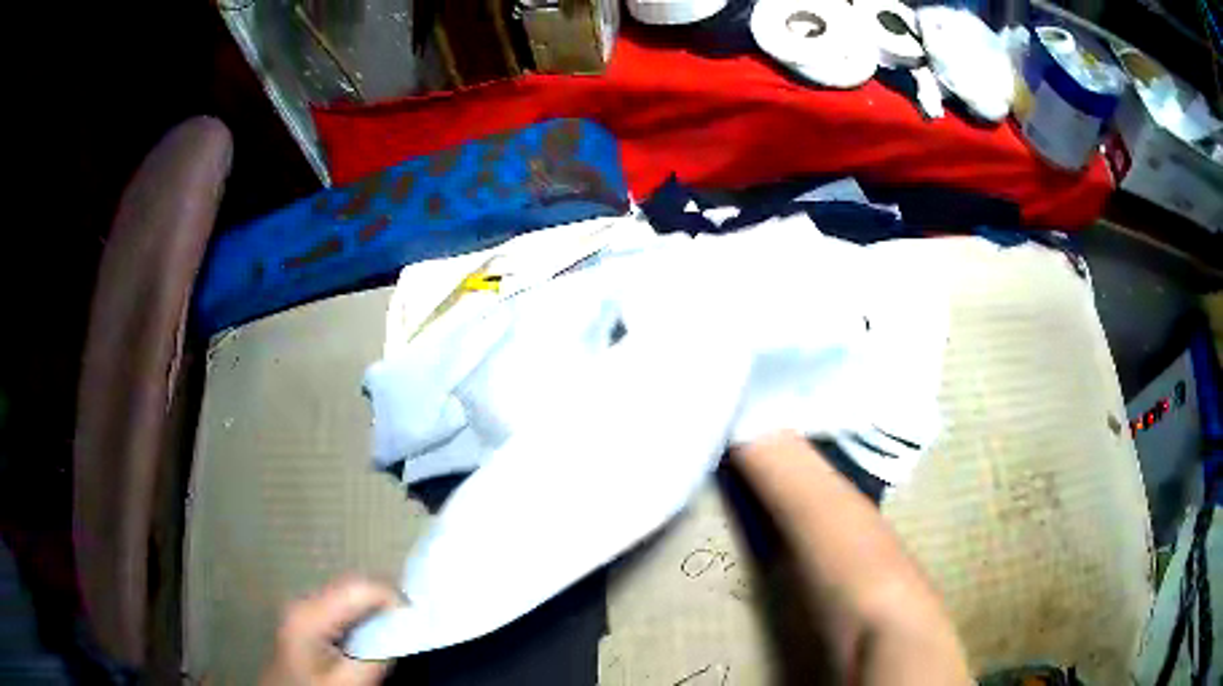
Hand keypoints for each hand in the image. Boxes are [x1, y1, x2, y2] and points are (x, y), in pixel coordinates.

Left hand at [261, 576, 401, 685]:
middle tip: (412, 621)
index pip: (358, 587)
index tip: (418, 617)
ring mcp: (303, 605)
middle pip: (352, 584)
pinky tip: (373, 631)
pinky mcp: (306, 615)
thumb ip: (376, 657)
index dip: (392, 596)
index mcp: (310, 613)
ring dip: (375, 604)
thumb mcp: (349, 682)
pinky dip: (363, 611)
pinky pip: (341, 603)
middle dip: (385, 598)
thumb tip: (402, 632)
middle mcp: (304, 600)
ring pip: (348, 591)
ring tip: (397, 625)